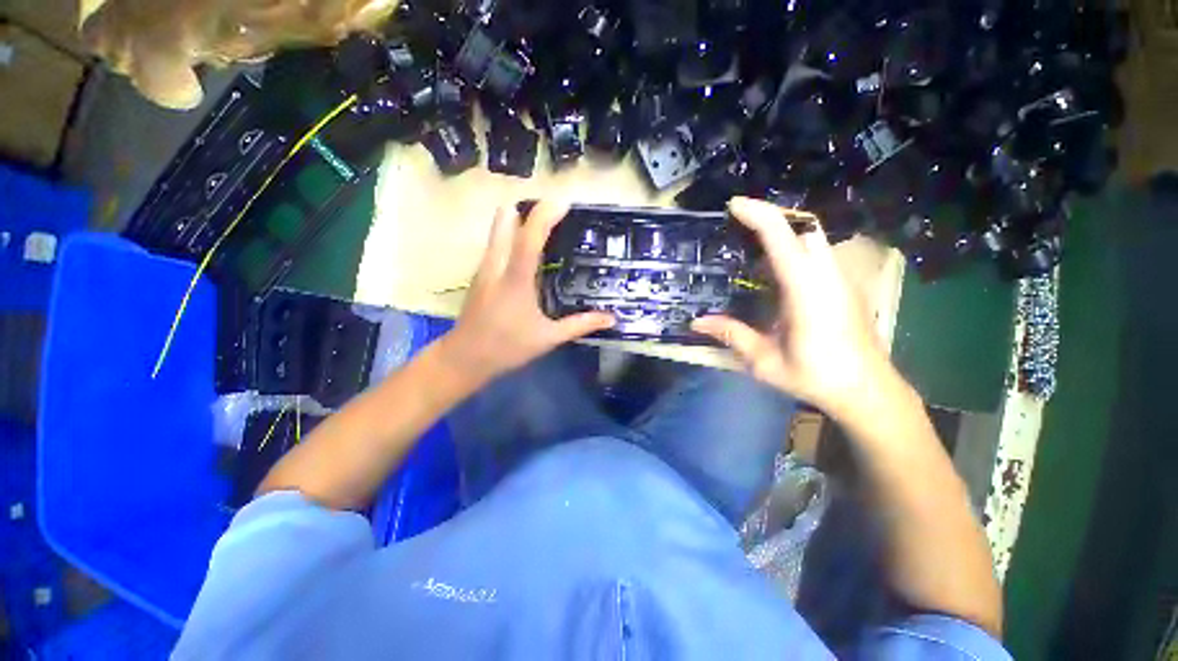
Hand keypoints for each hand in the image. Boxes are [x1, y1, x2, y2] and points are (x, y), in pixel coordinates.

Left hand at [439, 200, 615, 385]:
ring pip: (498, 230)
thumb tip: (610, 318)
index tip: (565, 202)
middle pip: (505, 220)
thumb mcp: (548, 338)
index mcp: (515, 280)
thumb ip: (580, 325)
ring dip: (520, 222)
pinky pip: (496, 244)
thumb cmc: (507, 348)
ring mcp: (484, 268)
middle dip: (529, 210)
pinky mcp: (480, 274)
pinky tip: (529, 254)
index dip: (546, 215)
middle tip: (555, 215)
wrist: (464, 359)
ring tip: (546, 230)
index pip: (529, 238)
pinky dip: (512, 238)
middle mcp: (496, 266)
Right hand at [691, 197, 891, 416]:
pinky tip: (771, 270)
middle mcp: (827, 274)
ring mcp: (839, 278)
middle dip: (771, 216)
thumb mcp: (766, 361)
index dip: (758, 215)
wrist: (869, 391)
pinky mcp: (842, 285)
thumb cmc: (817, 376)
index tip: (733, 205)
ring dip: (782, 231)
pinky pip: (816, 253)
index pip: (783, 237)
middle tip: (738, 223)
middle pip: (804, 226)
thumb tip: (697, 322)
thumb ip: (732, 335)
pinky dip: (792, 247)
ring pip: (812, 237)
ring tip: (748, 243)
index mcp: (807, 289)